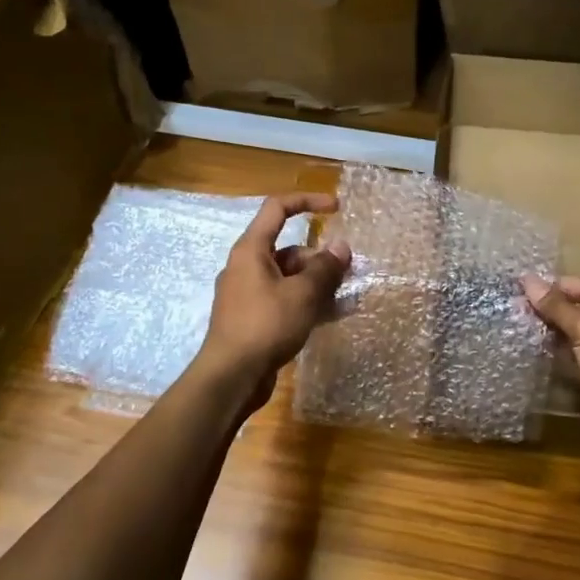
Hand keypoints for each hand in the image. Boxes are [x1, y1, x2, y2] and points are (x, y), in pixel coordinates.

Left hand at [198, 192, 351, 404]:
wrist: (231, 377)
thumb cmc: (265, 326)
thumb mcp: (302, 294)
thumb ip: (325, 269)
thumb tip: (341, 247)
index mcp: (251, 250)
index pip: (277, 209)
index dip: (307, 202)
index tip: (336, 208)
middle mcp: (246, 267)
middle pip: (289, 249)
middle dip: (320, 258)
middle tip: (348, 272)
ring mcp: (248, 294)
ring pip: (289, 278)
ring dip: (317, 283)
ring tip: (345, 297)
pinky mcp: (253, 319)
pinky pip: (284, 300)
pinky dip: (306, 303)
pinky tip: (330, 316)